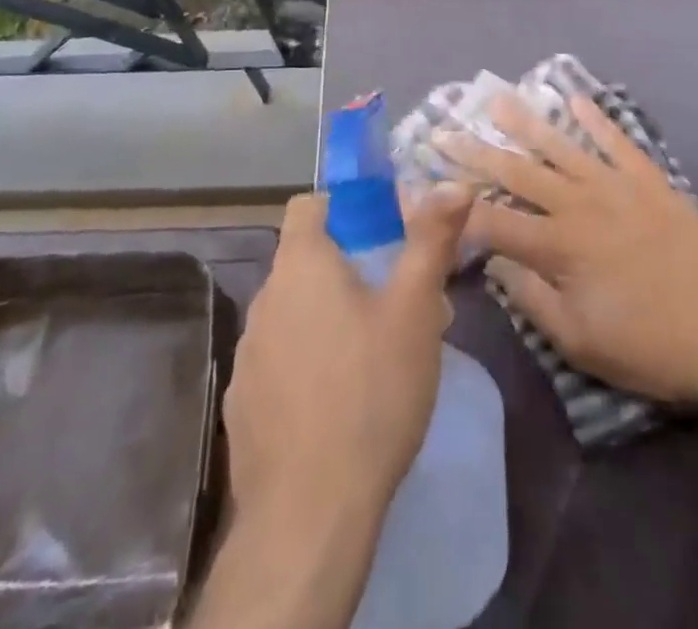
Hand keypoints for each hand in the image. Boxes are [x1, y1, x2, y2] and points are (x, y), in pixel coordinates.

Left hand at [224, 184, 473, 529]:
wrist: (308, 514)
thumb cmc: (370, 392)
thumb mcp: (414, 310)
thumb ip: (431, 240)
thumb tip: (454, 183)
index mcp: (301, 264)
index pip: (309, 205)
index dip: (344, 207)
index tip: (381, 230)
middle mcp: (265, 297)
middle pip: (305, 261)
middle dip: (348, 269)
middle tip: (395, 300)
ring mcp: (247, 352)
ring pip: (293, 313)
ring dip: (326, 318)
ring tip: (373, 355)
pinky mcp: (242, 403)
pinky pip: (278, 361)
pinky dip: (305, 365)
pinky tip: (336, 403)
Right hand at [454, 93, 697, 407]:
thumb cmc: (656, 347)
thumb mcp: (583, 342)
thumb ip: (532, 298)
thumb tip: (494, 262)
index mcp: (560, 246)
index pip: (493, 220)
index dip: (455, 205)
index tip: (425, 188)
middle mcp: (580, 204)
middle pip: (517, 173)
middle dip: (475, 152)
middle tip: (443, 130)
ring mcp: (617, 186)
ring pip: (560, 147)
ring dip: (525, 123)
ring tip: (496, 100)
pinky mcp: (650, 181)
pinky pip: (616, 141)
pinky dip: (595, 119)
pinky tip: (575, 99)